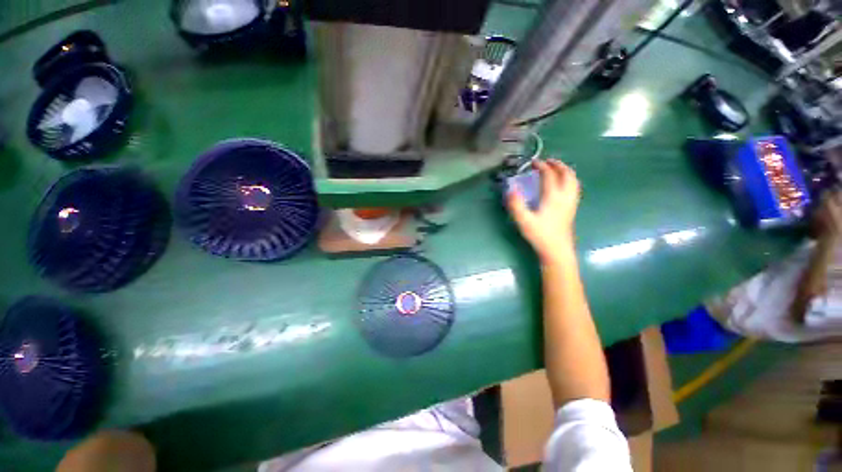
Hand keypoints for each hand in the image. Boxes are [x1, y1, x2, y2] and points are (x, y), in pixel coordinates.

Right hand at [507, 159, 580, 263]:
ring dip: (566, 171)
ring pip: (574, 181)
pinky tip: (562, 186)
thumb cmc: (540, 235)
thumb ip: (516, 204)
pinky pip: (574, 188)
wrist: (557, 250)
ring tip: (557, 169)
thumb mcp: (524, 220)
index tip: (532, 163)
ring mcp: (571, 202)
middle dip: (558, 165)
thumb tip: (511, 189)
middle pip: (567, 174)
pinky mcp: (572, 209)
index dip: (541, 166)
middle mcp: (565, 196)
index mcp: (553, 197)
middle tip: (547, 162)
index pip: (549, 175)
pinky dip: (569, 181)